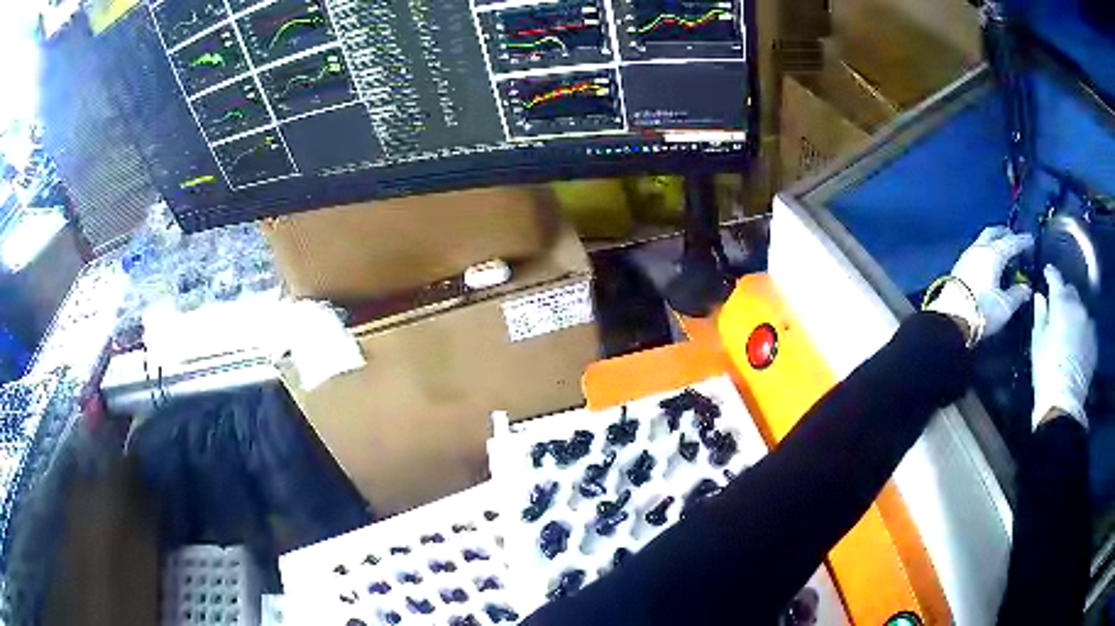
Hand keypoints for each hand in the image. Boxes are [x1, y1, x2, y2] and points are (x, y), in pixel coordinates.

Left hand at [928, 226, 1034, 342]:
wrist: (949, 320)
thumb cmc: (981, 312)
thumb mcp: (1005, 306)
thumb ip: (1017, 294)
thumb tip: (1027, 288)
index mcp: (993, 254)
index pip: (1011, 242)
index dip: (1022, 241)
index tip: (1031, 240)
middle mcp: (979, 249)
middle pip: (993, 233)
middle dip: (1006, 233)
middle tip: (1015, 239)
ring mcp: (967, 256)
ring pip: (983, 240)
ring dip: (995, 241)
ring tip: (1004, 251)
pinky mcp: (959, 266)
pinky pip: (977, 250)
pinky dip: (987, 250)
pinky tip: (991, 262)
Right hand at [1031, 265, 1097, 429]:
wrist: (1063, 403)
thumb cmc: (1046, 370)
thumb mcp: (1038, 341)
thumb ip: (1041, 314)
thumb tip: (1040, 296)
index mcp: (1062, 304)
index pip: (1056, 278)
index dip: (1051, 274)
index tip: (1047, 272)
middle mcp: (1078, 307)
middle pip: (1071, 291)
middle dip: (1064, 295)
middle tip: (1058, 305)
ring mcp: (1089, 324)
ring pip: (1080, 309)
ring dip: (1074, 312)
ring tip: (1068, 325)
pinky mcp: (1093, 341)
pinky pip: (1087, 326)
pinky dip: (1081, 328)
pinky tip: (1076, 341)